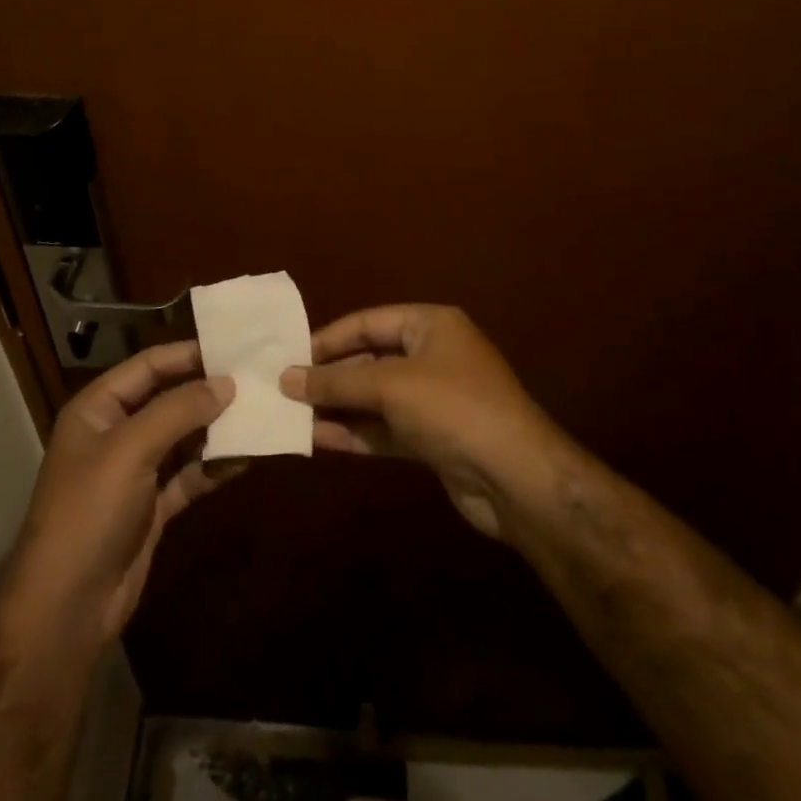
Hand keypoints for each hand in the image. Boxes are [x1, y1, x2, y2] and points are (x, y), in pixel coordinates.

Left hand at [0, 341, 237, 649]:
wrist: (68, 607)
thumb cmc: (89, 512)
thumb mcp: (130, 450)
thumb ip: (179, 410)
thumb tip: (227, 382)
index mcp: (98, 408)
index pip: (148, 366)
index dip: (188, 354)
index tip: (234, 347)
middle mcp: (116, 432)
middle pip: (169, 399)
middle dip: (209, 392)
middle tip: (258, 380)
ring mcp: (135, 471)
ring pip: (184, 437)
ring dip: (218, 428)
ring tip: (261, 414)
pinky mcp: (153, 505)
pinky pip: (190, 474)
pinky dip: (215, 466)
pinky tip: (248, 457)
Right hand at [280, 304, 564, 540]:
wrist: (515, 477)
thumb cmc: (452, 407)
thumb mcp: (389, 385)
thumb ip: (335, 381)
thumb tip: (285, 378)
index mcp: (430, 325)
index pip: (367, 322)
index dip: (328, 338)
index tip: (289, 356)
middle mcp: (432, 356)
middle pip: (369, 359)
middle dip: (330, 376)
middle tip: (284, 389)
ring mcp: (434, 399)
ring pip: (375, 398)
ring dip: (337, 407)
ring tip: (291, 415)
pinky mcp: (432, 438)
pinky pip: (385, 428)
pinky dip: (355, 432)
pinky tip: (318, 438)